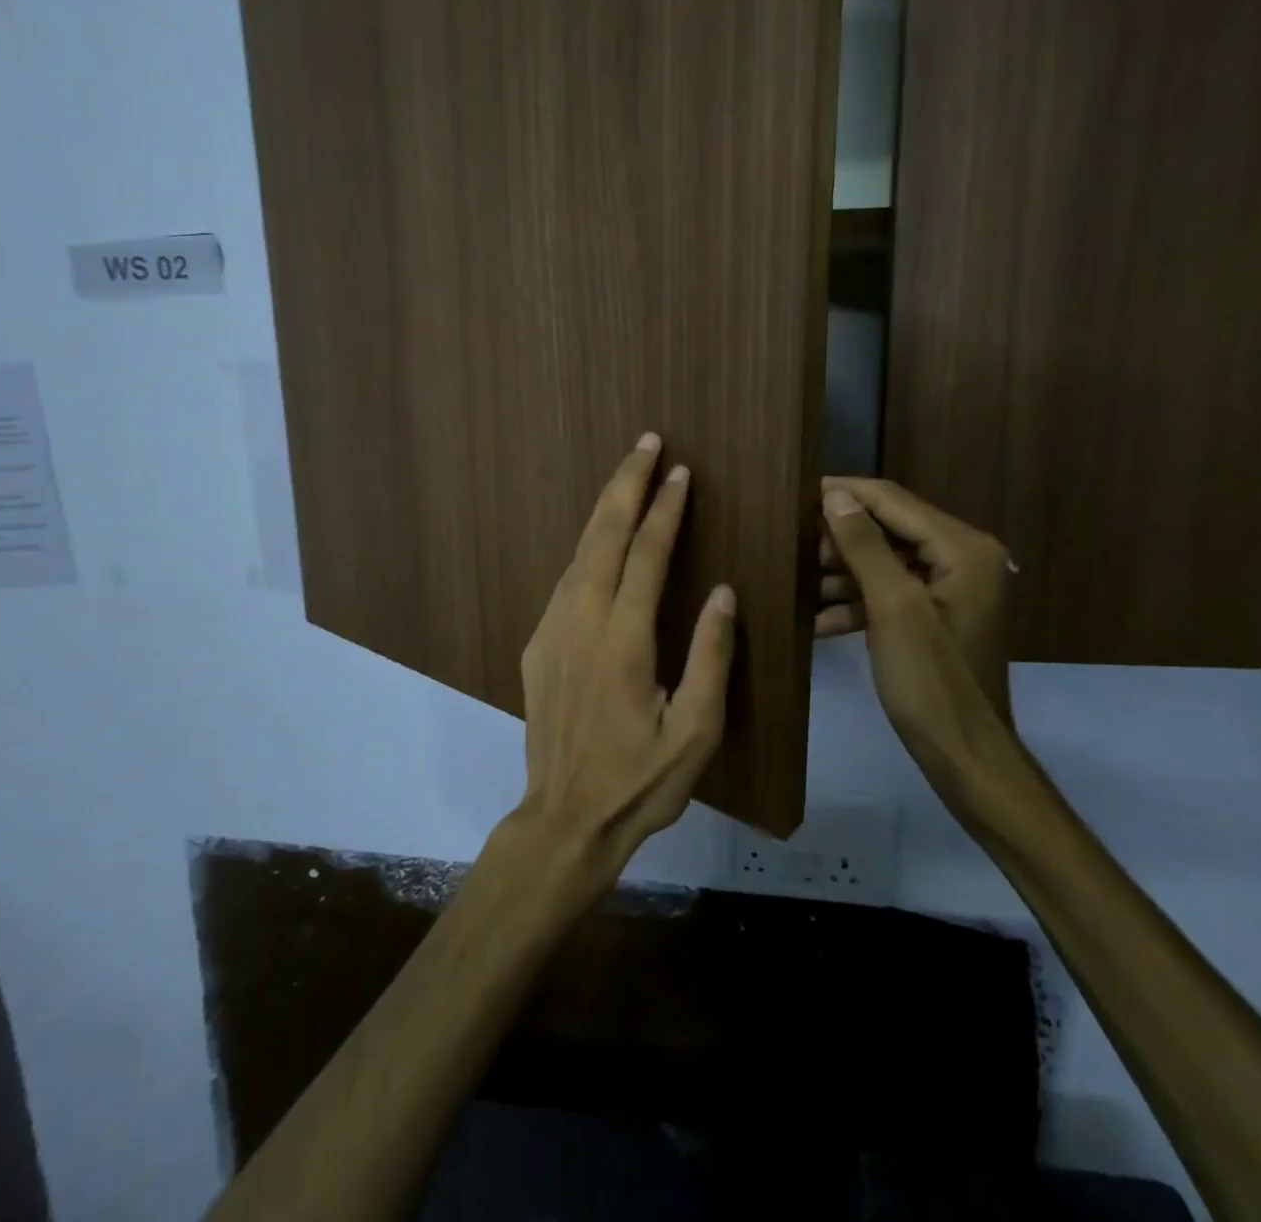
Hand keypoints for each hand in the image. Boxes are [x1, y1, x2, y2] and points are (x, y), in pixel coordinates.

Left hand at [513, 434, 737, 895]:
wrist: (564, 818)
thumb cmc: (640, 781)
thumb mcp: (696, 731)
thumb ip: (711, 657)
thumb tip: (725, 593)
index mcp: (623, 640)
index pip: (647, 555)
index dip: (665, 509)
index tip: (680, 472)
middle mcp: (580, 621)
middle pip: (603, 536)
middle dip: (625, 485)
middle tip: (646, 443)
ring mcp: (551, 630)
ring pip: (578, 553)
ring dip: (604, 511)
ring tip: (627, 477)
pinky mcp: (536, 645)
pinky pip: (565, 581)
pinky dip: (587, 548)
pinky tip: (601, 542)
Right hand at [818, 477, 1028, 819]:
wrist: (963, 754)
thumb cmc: (930, 680)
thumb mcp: (893, 608)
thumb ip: (864, 546)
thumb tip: (835, 496)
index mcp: (962, 548)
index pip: (893, 501)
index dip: (844, 493)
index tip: (795, 494)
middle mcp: (961, 558)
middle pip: (888, 529)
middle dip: (838, 538)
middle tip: (793, 548)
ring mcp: (948, 589)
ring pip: (883, 562)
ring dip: (842, 572)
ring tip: (797, 582)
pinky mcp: (933, 615)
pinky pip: (888, 593)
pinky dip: (856, 603)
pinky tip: (818, 620)